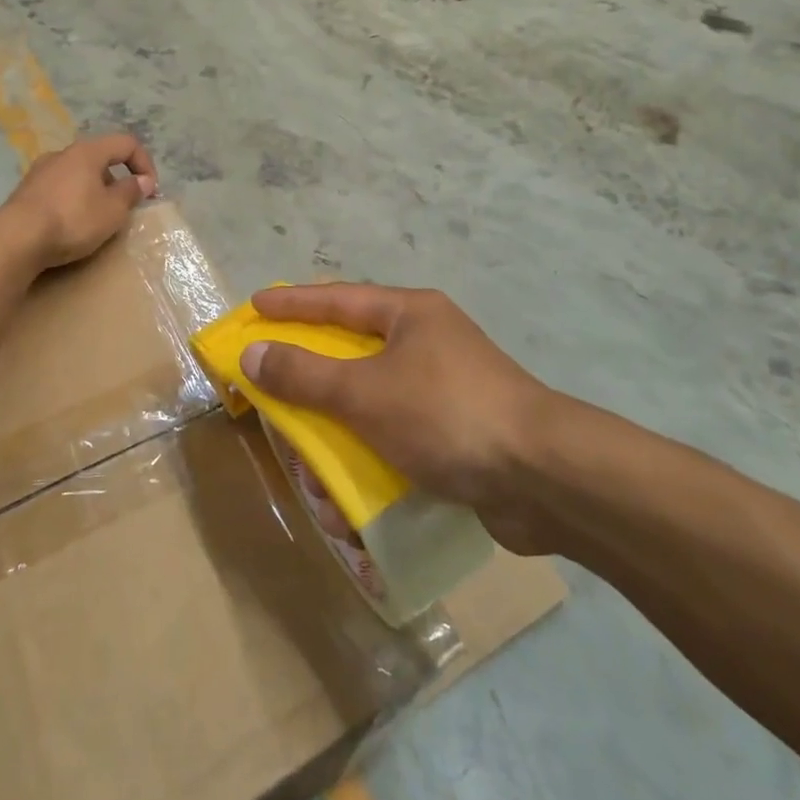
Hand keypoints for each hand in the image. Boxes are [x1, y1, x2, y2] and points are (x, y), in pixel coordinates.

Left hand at [0, 133, 157, 270]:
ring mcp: (40, 171)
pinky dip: (72, 200)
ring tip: (97, 219)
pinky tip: (70, 224)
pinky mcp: (25, 191)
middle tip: (124, 208)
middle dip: (117, 180)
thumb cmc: (72, 219)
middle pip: (100, 158)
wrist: (15, 239)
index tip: (150, 191)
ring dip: (94, 191)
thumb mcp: (112, 210)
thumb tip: (142, 181)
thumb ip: (131, 192)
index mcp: (88, 151)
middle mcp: (62, 153)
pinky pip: (59, 189)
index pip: (126, 143)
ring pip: (78, 174)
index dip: (145, 163)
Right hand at [241, 283, 561, 554]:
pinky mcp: (458, 435)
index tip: (256, 305)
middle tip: (275, 384)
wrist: (546, 479)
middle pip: (353, 352)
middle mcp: (428, 343)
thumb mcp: (365, 392)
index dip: (293, 303)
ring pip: (372, 402)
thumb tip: (253, 353)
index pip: (338, 299)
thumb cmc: (447, 414)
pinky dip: (370, 460)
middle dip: (312, 378)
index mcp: (410, 315)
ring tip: (313, 465)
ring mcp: (446, 389)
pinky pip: (397, 438)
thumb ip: (305, 373)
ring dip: (338, 434)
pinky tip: (351, 499)